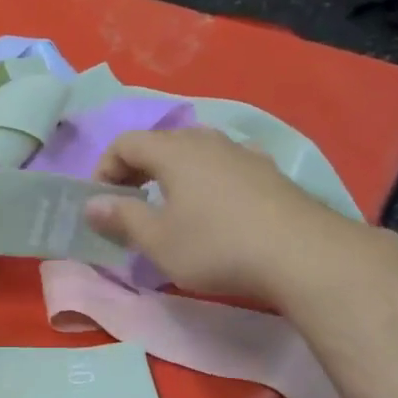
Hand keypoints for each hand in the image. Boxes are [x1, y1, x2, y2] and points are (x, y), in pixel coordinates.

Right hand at [85, 128, 365, 303]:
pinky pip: (224, 167)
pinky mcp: (270, 174)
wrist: (305, 256)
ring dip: (172, 175)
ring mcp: (244, 154)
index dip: (104, 168)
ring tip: (170, 207)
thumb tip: (92, 204)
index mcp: (174, 151)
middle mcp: (208, 141)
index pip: (125, 142)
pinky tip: (214, 210)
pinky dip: (205, 181)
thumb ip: (121, 218)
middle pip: (160, 143)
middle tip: (129, 204)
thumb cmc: (217, 246)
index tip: (101, 202)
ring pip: (195, 153)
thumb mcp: (157, 240)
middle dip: (136, 170)